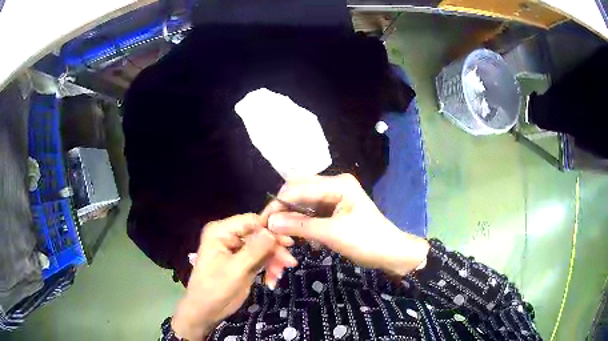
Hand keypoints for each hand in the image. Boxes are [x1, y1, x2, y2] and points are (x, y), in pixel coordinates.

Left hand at [172, 214, 296, 339]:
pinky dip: (269, 267)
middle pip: (259, 235)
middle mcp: (228, 236)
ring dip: (273, 260)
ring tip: (279, 275)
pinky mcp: (243, 261)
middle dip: (274, 249)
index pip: (250, 221)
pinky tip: (272, 279)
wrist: (207, 310)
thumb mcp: (236, 269)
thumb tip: (273, 231)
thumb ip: (255, 249)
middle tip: (290, 263)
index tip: (289, 242)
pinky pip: (261, 258)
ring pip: (263, 247)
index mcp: (221, 231)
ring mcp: (236, 249)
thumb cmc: (215, 288)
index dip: (270, 229)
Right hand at [262, 174, 429, 276]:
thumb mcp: (332, 234)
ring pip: (302, 200)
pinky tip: (295, 232)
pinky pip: (310, 210)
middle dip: (282, 208)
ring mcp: (334, 195)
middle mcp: (334, 184)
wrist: (390, 253)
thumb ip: (300, 226)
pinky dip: (300, 220)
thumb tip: (270, 222)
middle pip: (298, 190)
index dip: (278, 204)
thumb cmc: (366, 241)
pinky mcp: (333, 208)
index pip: (298, 188)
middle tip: (270, 227)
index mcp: (337, 184)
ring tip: (280, 231)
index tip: (263, 222)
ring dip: (290, 215)